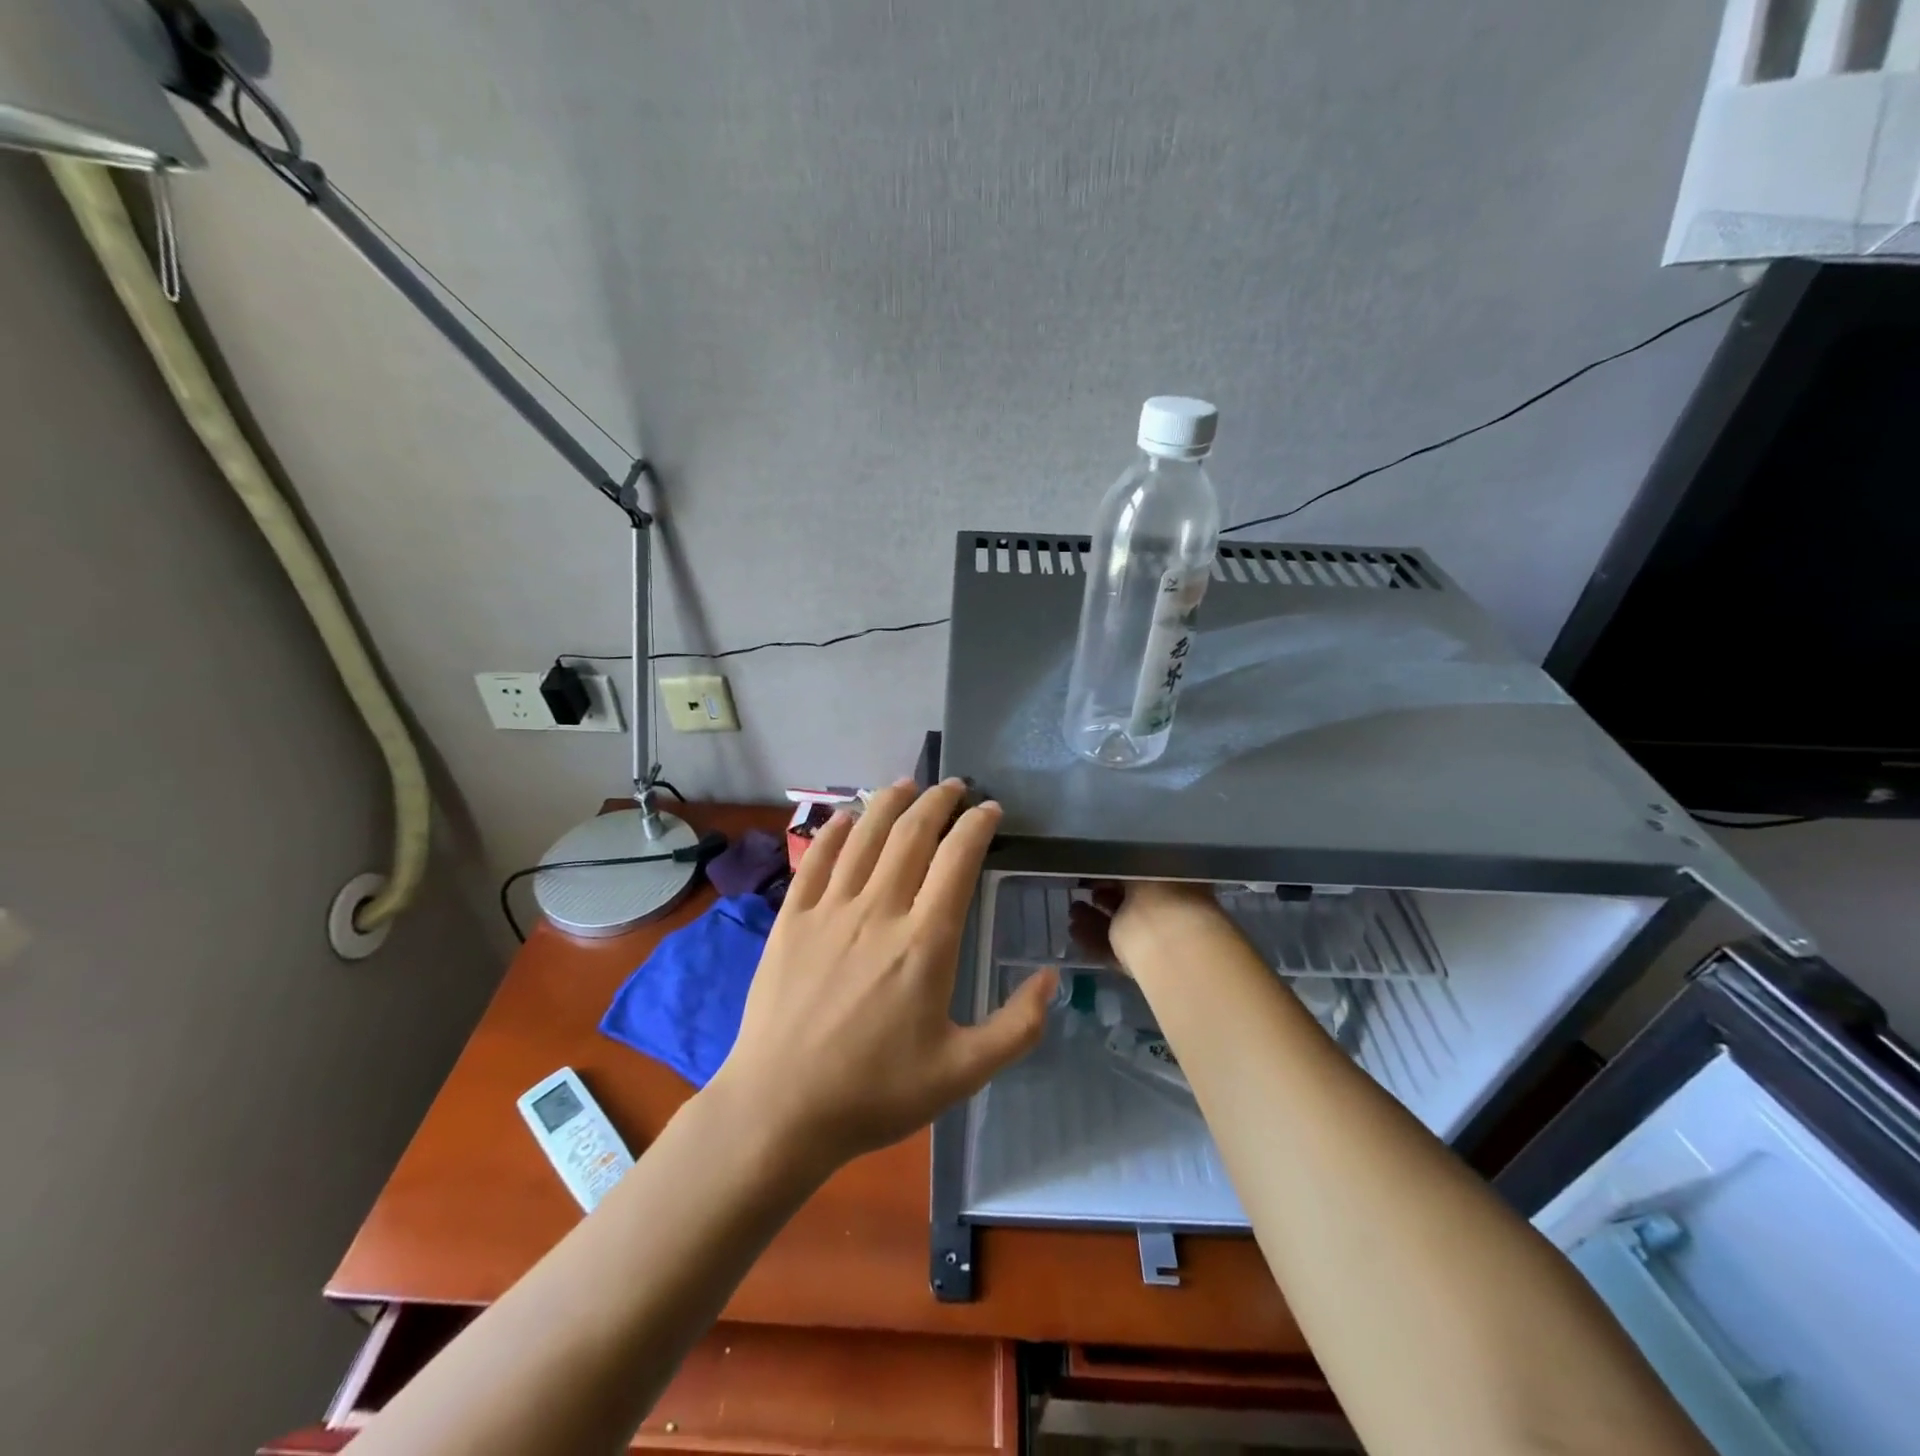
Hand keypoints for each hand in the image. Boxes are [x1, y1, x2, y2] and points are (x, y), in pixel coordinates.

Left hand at [712, 778, 1055, 1170]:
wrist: (780, 1111)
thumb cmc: (875, 1093)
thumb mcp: (962, 1073)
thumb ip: (1016, 1027)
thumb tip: (1051, 979)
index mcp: (925, 942)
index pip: (957, 860)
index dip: (977, 825)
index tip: (990, 809)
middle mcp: (879, 911)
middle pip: (911, 835)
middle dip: (938, 802)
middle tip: (954, 786)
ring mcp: (829, 911)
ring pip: (864, 836)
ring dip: (889, 803)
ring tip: (908, 784)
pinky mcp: (791, 920)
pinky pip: (815, 860)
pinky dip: (834, 832)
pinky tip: (846, 817)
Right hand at [1068, 880, 1229, 982]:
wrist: (1170, 944)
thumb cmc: (1159, 893)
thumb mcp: (1136, 865)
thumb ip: (1121, 864)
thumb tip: (1106, 862)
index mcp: (1179, 882)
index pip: (1145, 874)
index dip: (1119, 871)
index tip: (1096, 868)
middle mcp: (1172, 911)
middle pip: (1131, 903)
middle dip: (1104, 897)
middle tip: (1080, 890)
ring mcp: (1159, 941)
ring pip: (1120, 928)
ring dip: (1094, 920)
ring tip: (1071, 911)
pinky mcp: (1143, 966)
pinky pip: (1113, 950)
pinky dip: (1093, 941)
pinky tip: (1074, 931)